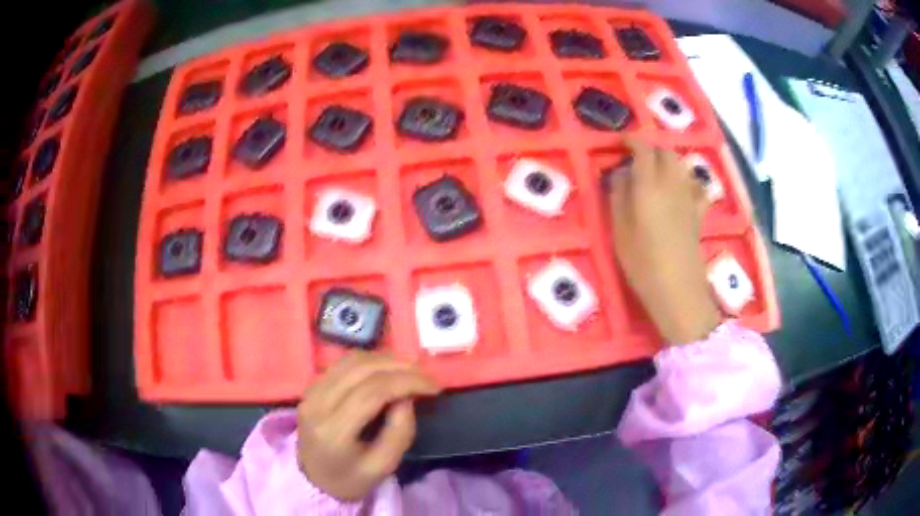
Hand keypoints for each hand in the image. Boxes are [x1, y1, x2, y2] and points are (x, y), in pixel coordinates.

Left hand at [297, 352, 440, 500]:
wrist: (314, 480)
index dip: (406, 382)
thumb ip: (400, 432)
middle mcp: (317, 403)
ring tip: (411, 372)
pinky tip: (387, 371)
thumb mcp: (384, 466)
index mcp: (333, 430)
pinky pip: (343, 363)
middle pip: (361, 369)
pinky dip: (370, 362)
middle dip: (400, 367)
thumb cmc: (351, 478)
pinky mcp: (311, 386)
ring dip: (385, 360)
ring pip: (351, 360)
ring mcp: (311, 392)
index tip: (435, 386)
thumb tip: (408, 396)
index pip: (371, 392)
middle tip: (427, 376)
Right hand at [605, 138, 721, 344]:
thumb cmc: (642, 261)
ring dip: (669, 162)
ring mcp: (689, 198)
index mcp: (649, 184)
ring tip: (657, 172)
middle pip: (666, 152)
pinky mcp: (699, 213)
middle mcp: (672, 183)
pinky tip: (682, 191)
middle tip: (637, 159)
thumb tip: (620, 173)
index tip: (620, 142)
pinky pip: (697, 187)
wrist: (677, 288)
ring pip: (682, 166)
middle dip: (651, 149)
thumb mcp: (619, 229)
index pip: (643, 149)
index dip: (632, 140)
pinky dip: (689, 182)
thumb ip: (618, 195)